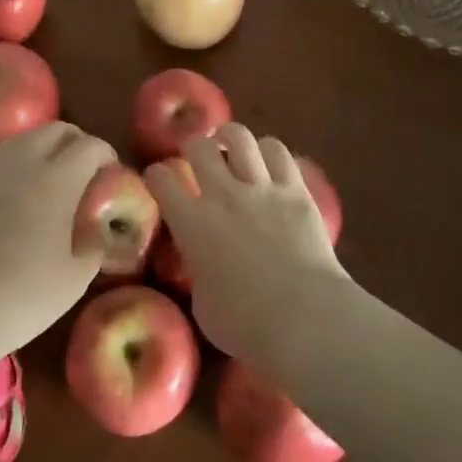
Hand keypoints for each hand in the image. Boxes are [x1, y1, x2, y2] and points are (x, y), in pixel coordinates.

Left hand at [0, 121, 115, 361]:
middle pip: (55, 130)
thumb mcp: (75, 279)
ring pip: (23, 140)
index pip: (90, 146)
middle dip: (76, 142)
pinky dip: (13, 166)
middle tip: (85, 171)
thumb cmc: (21, 298)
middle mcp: (22, 163)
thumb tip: (98, 229)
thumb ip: (94, 245)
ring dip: (43, 149)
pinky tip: (13, 197)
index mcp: (57, 180)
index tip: (112, 174)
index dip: (106, 155)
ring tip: (49, 180)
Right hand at [146, 124, 347, 360]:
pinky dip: (269, 151)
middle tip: (197, 156)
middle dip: (193, 147)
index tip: (160, 179)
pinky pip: (279, 152)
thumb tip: (203, 263)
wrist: (304, 317)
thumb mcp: (203, 304)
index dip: (157, 176)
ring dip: (231, 138)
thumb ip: (199, 272)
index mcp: (192, 224)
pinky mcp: (296, 190)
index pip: (162, 180)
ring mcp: (262, 188)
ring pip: (240, 138)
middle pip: (200, 148)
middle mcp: (223, 195)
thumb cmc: (246, 324)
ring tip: (231, 144)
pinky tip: (268, 159)